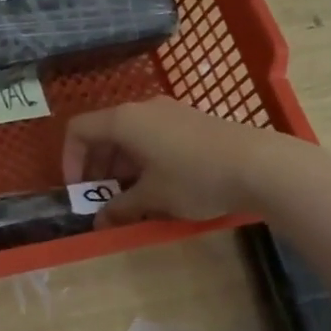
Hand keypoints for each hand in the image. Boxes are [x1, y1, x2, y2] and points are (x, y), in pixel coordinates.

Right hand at [61, 96, 269, 224]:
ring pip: (129, 135)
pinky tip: (158, 185)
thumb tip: (98, 221)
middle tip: (101, 198)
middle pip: (103, 132)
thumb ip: (120, 207)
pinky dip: (142, 158)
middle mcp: (142, 109)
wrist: (261, 165)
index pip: (78, 130)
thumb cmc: (195, 178)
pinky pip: (152, 135)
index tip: (78, 190)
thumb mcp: (152, 198)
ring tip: (129, 197)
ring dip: (120, 165)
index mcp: (123, 121)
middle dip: (96, 166)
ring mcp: (168, 112)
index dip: (70, 160)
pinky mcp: (190, 121)